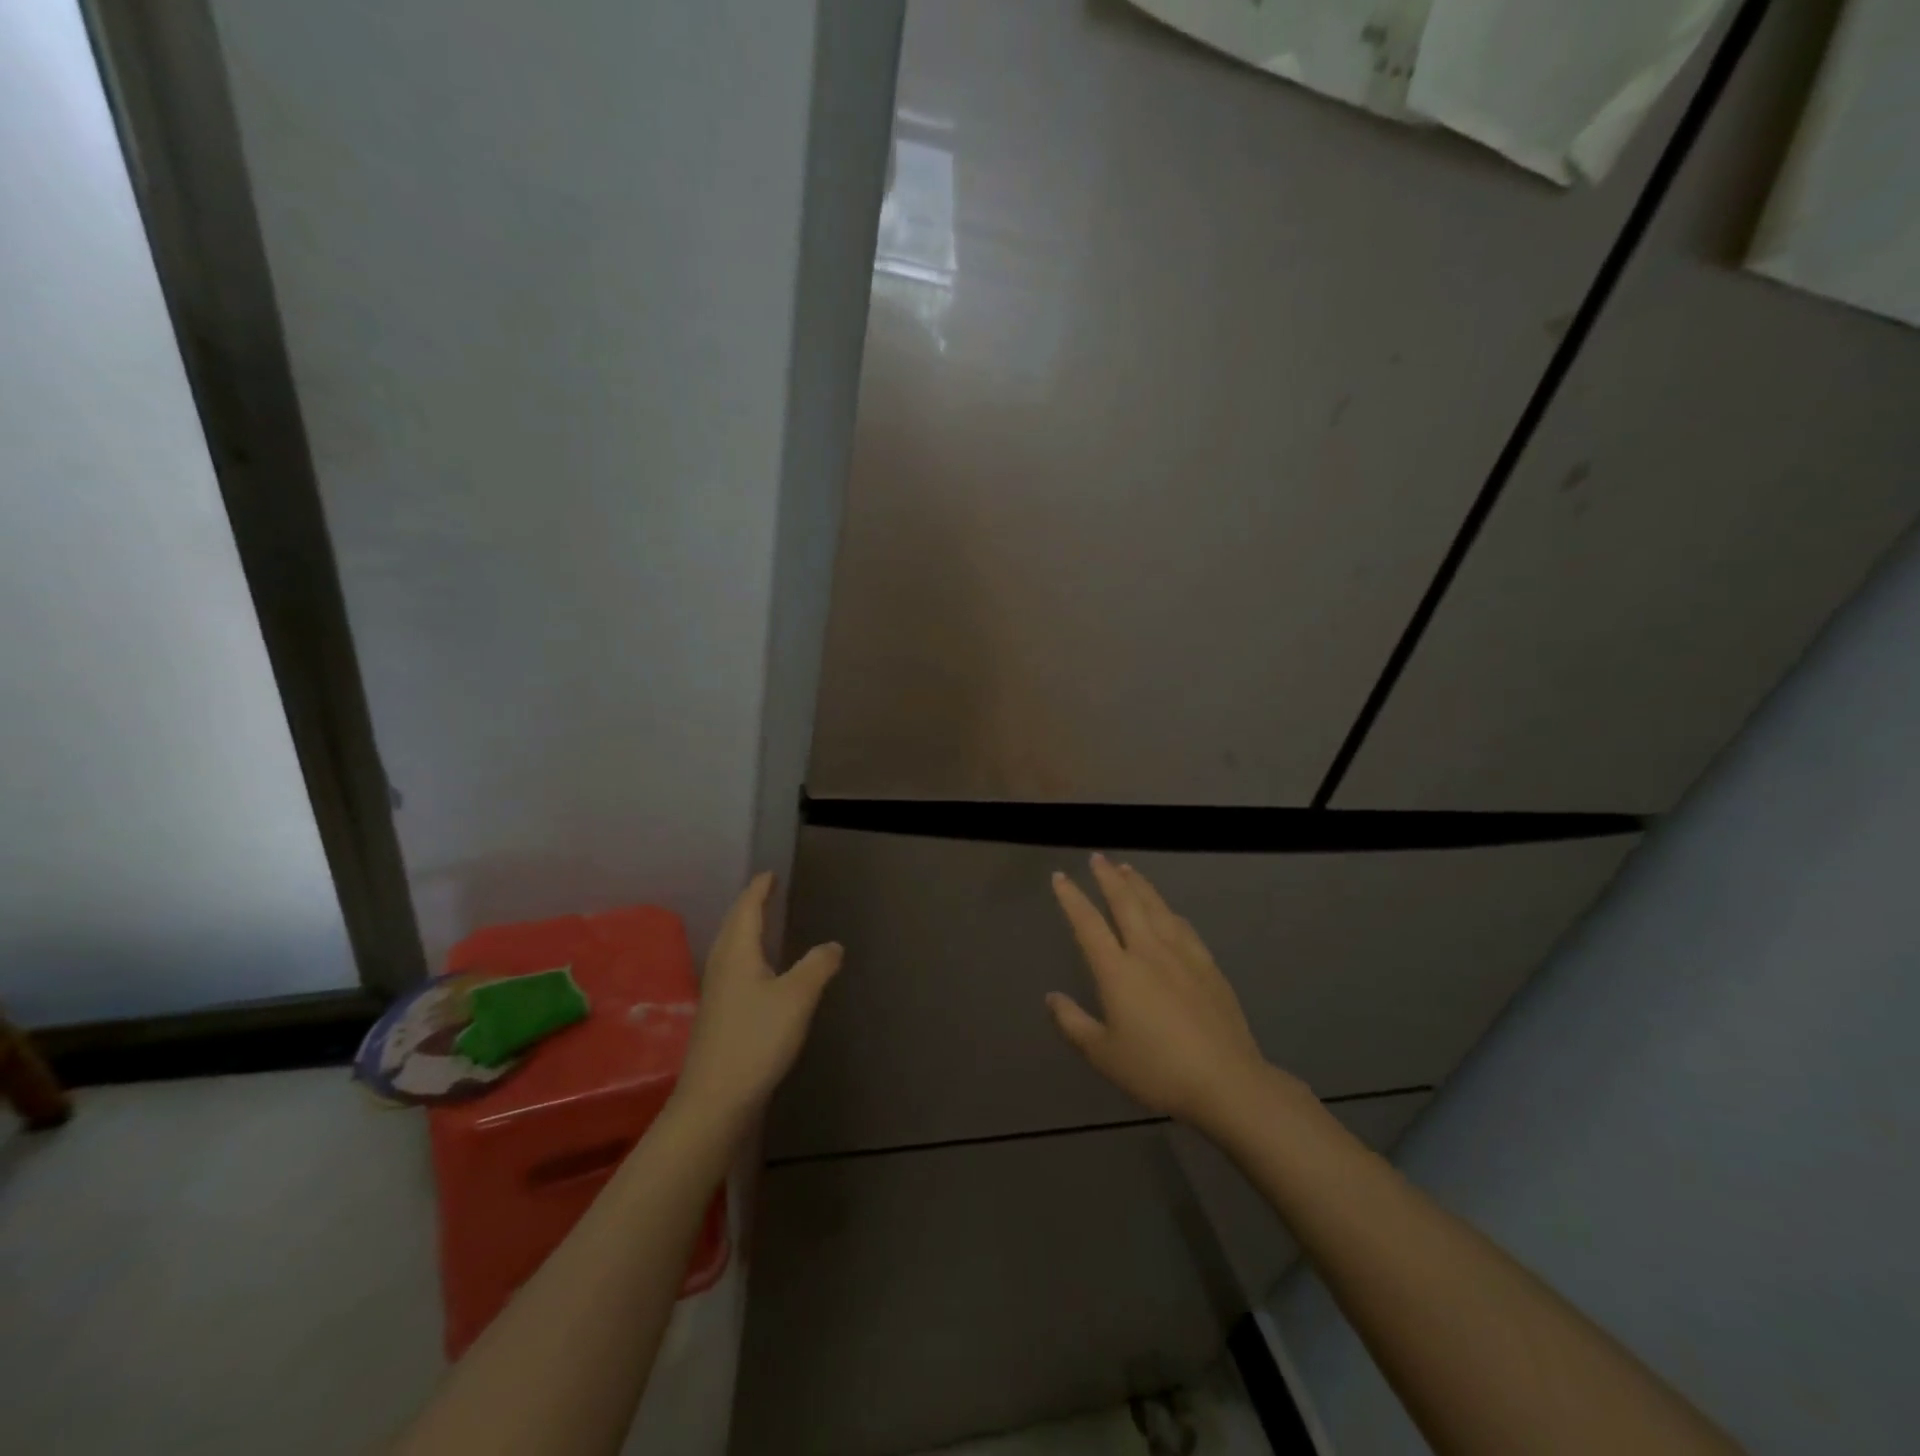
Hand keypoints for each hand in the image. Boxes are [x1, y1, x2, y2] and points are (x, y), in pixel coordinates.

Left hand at [674, 872, 841, 1130]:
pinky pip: (733, 968)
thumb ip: (817, 966)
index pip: (747, 908)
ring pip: (731, 948)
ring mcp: (716, 992)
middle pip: (734, 925)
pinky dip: (747, 955)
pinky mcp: (718, 1015)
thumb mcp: (797, 998)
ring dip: (746, 930)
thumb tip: (833, 945)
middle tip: (767, 892)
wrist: (715, 1100)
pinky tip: (759, 971)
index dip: (759, 889)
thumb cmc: (756, 1039)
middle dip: (750, 905)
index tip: (770, 874)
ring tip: (763, 923)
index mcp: (737, 952)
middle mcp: (721, 965)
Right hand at [1048, 855, 1284, 1130]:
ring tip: (1128, 869)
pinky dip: (1169, 910)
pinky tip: (1168, 910)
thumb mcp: (1103, 1054)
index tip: (1060, 876)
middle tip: (1098, 857)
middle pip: (1125, 903)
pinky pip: (1183, 926)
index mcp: (1117, 971)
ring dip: (1139, 885)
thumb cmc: (1157, 1070)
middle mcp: (1148, 952)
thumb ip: (1073, 1023)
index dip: (1072, 898)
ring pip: (1156, 908)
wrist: (1226, 1082)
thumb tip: (1051, 997)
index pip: (1088, 924)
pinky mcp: (1208, 966)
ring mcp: (1182, 955)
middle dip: (1108, 878)